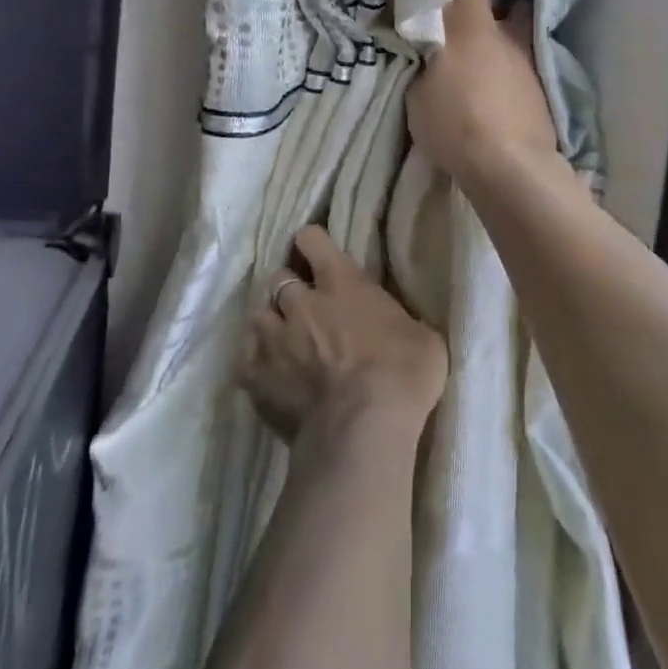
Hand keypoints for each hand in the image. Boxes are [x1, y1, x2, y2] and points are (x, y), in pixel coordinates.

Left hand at [242, 226, 447, 443]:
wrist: (363, 428)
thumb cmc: (402, 374)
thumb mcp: (421, 337)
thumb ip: (398, 321)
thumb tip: (396, 326)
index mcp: (341, 282)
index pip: (312, 240)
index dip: (312, 243)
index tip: (316, 252)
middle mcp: (300, 302)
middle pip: (279, 278)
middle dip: (290, 289)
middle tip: (304, 307)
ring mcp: (273, 339)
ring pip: (258, 316)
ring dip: (271, 325)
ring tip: (283, 342)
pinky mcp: (255, 378)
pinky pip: (246, 362)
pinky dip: (257, 367)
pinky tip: (270, 379)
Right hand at [406, 0, 562, 189]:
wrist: (511, 170)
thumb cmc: (457, 123)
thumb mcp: (418, 90)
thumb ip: (420, 57)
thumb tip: (421, 38)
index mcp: (474, 28)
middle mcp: (507, 36)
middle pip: (493, 9)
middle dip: (473, 13)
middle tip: (449, 21)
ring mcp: (528, 64)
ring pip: (505, 41)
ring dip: (488, 46)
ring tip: (468, 64)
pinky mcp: (539, 92)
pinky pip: (513, 71)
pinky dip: (500, 74)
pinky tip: (488, 92)